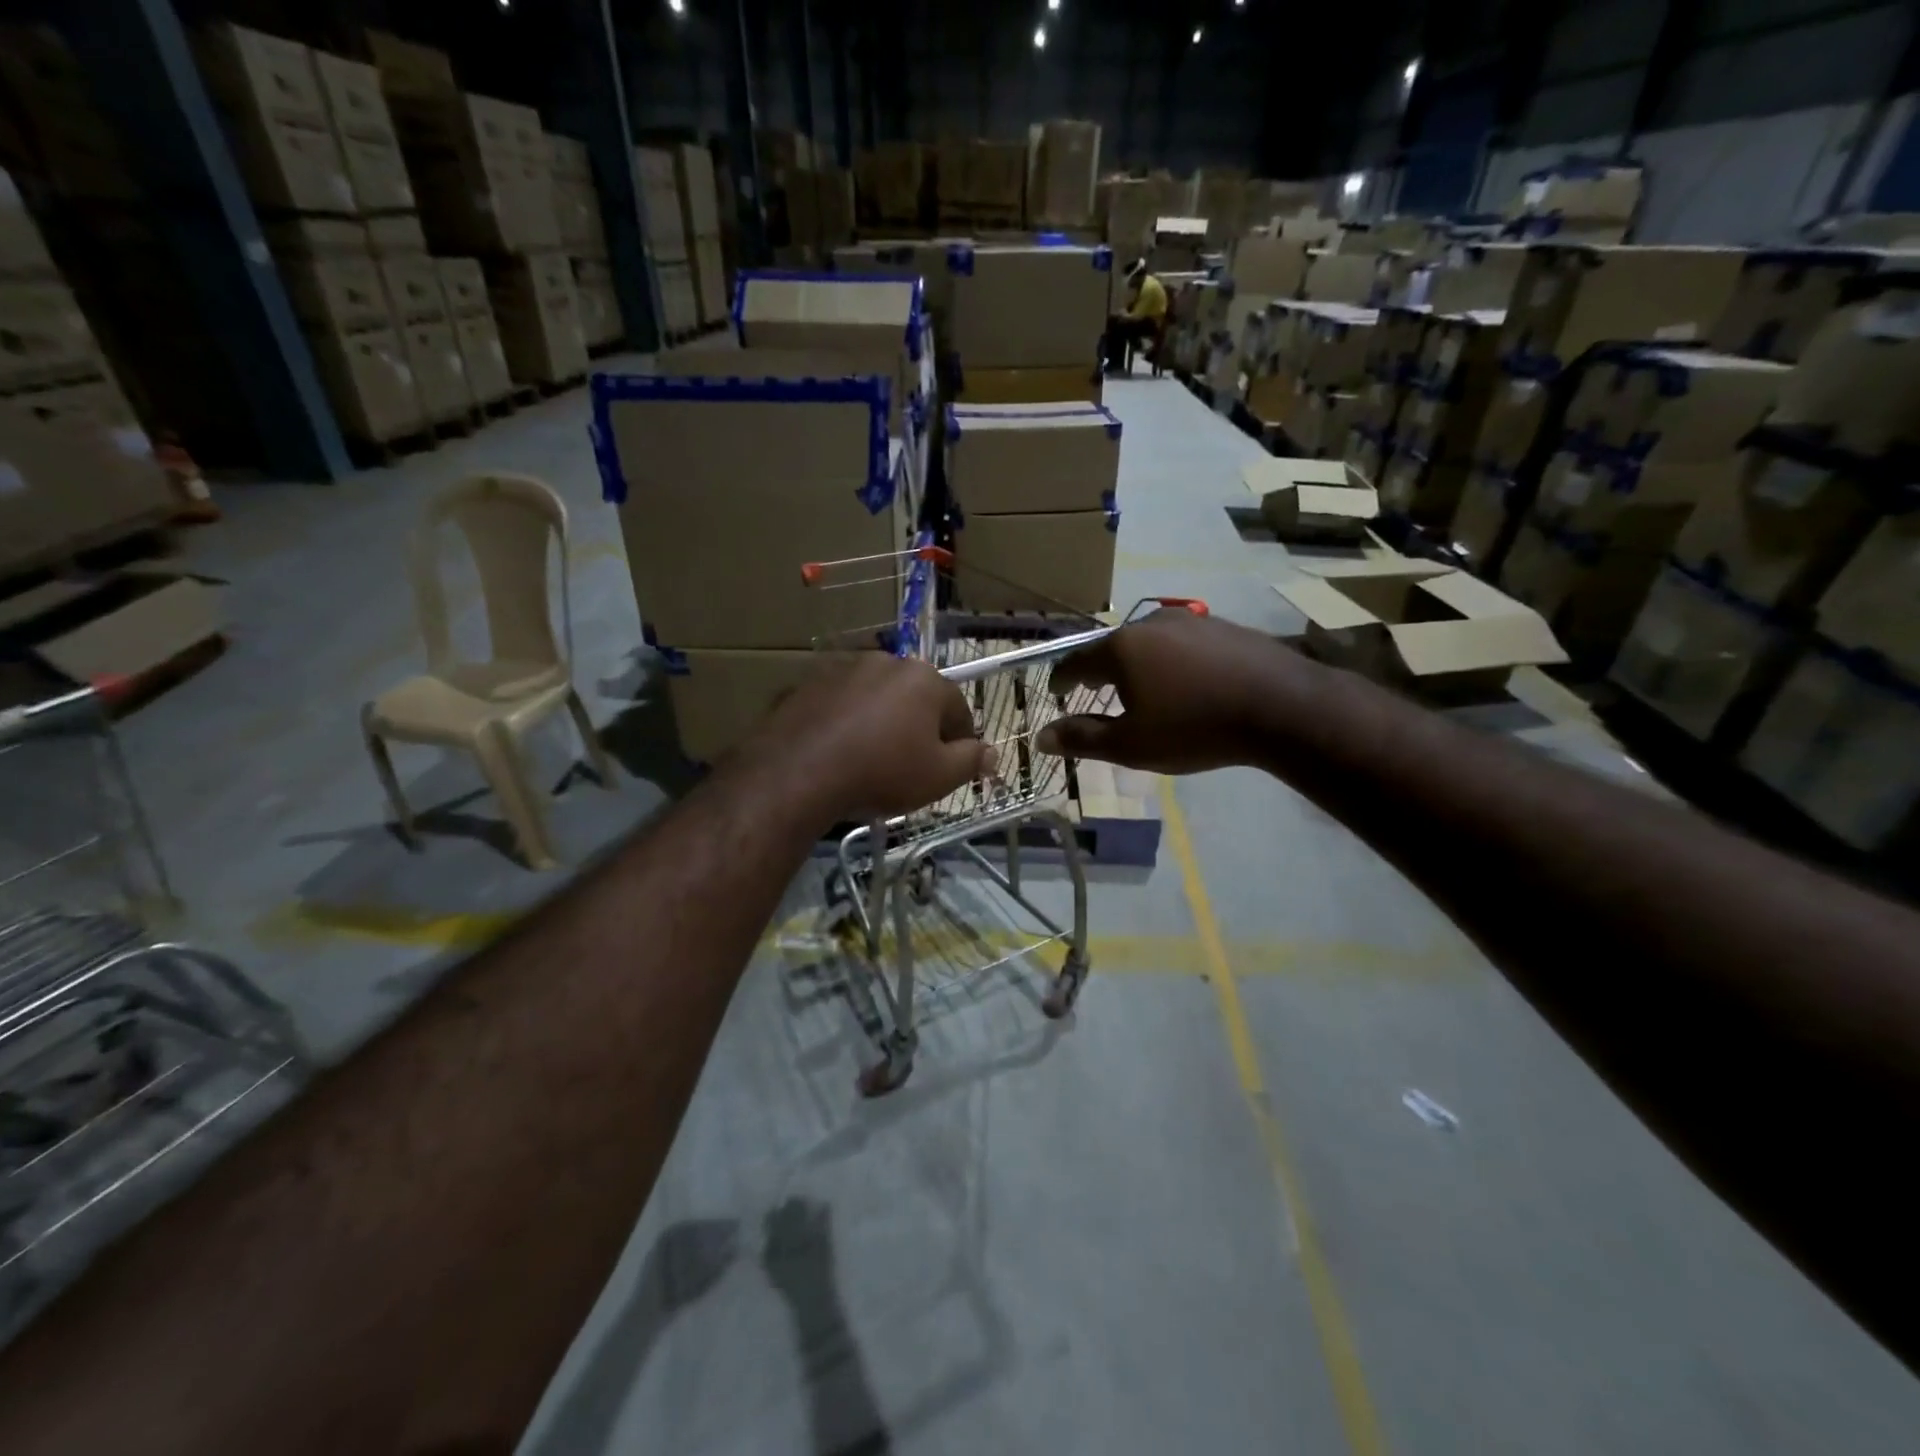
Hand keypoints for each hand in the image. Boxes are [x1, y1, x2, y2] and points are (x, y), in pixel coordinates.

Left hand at [741, 653, 993, 821]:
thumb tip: (992, 753)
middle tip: (911, 766)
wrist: (798, 773)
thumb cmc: (881, 773)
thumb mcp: (938, 777)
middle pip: (915, 698)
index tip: (952, 767)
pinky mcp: (807, 684)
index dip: (960, 741)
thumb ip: (971, 761)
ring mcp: (843, 669)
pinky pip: (841, 705)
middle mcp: (886, 662)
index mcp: (924, 679)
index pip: (958, 708)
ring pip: (876, 699)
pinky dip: (846, 723)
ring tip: (872, 759)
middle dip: (919, 728)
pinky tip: (839, 752)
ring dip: (881, 722)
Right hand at [1035, 609, 1313, 773]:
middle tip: (1094, 691)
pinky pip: (1181, 644)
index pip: (1076, 661)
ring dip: (1137, 664)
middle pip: (1112, 648)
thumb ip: (1083, 739)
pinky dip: (1171, 661)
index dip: (1062, 679)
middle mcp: (1150, 623)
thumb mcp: (1132, 744)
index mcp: (1121, 648)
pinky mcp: (1223, 627)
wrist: (1283, 708)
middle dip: (1099, 671)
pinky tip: (1185, 682)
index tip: (1057, 692)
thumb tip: (1042, 737)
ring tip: (1141, 688)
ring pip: (1148, 642)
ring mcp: (1190, 621)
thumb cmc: (1195, 728)